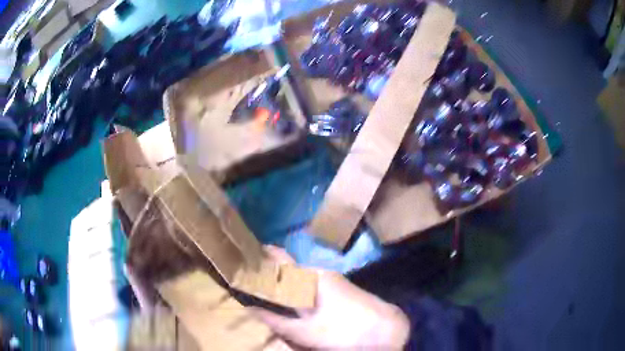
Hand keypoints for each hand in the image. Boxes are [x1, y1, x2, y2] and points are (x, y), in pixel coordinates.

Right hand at [251, 246, 409, 349]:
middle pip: (289, 269)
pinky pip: (311, 285)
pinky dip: (298, 291)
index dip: (262, 254)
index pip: (280, 258)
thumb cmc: (343, 329)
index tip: (244, 255)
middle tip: (250, 283)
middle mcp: (320, 272)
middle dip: (270, 275)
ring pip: (300, 278)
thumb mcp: (305, 331)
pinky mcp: (339, 289)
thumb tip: (250, 311)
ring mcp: (332, 280)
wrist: (384, 328)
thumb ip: (276, 322)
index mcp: (310, 277)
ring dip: (284, 285)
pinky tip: (293, 303)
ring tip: (266, 294)